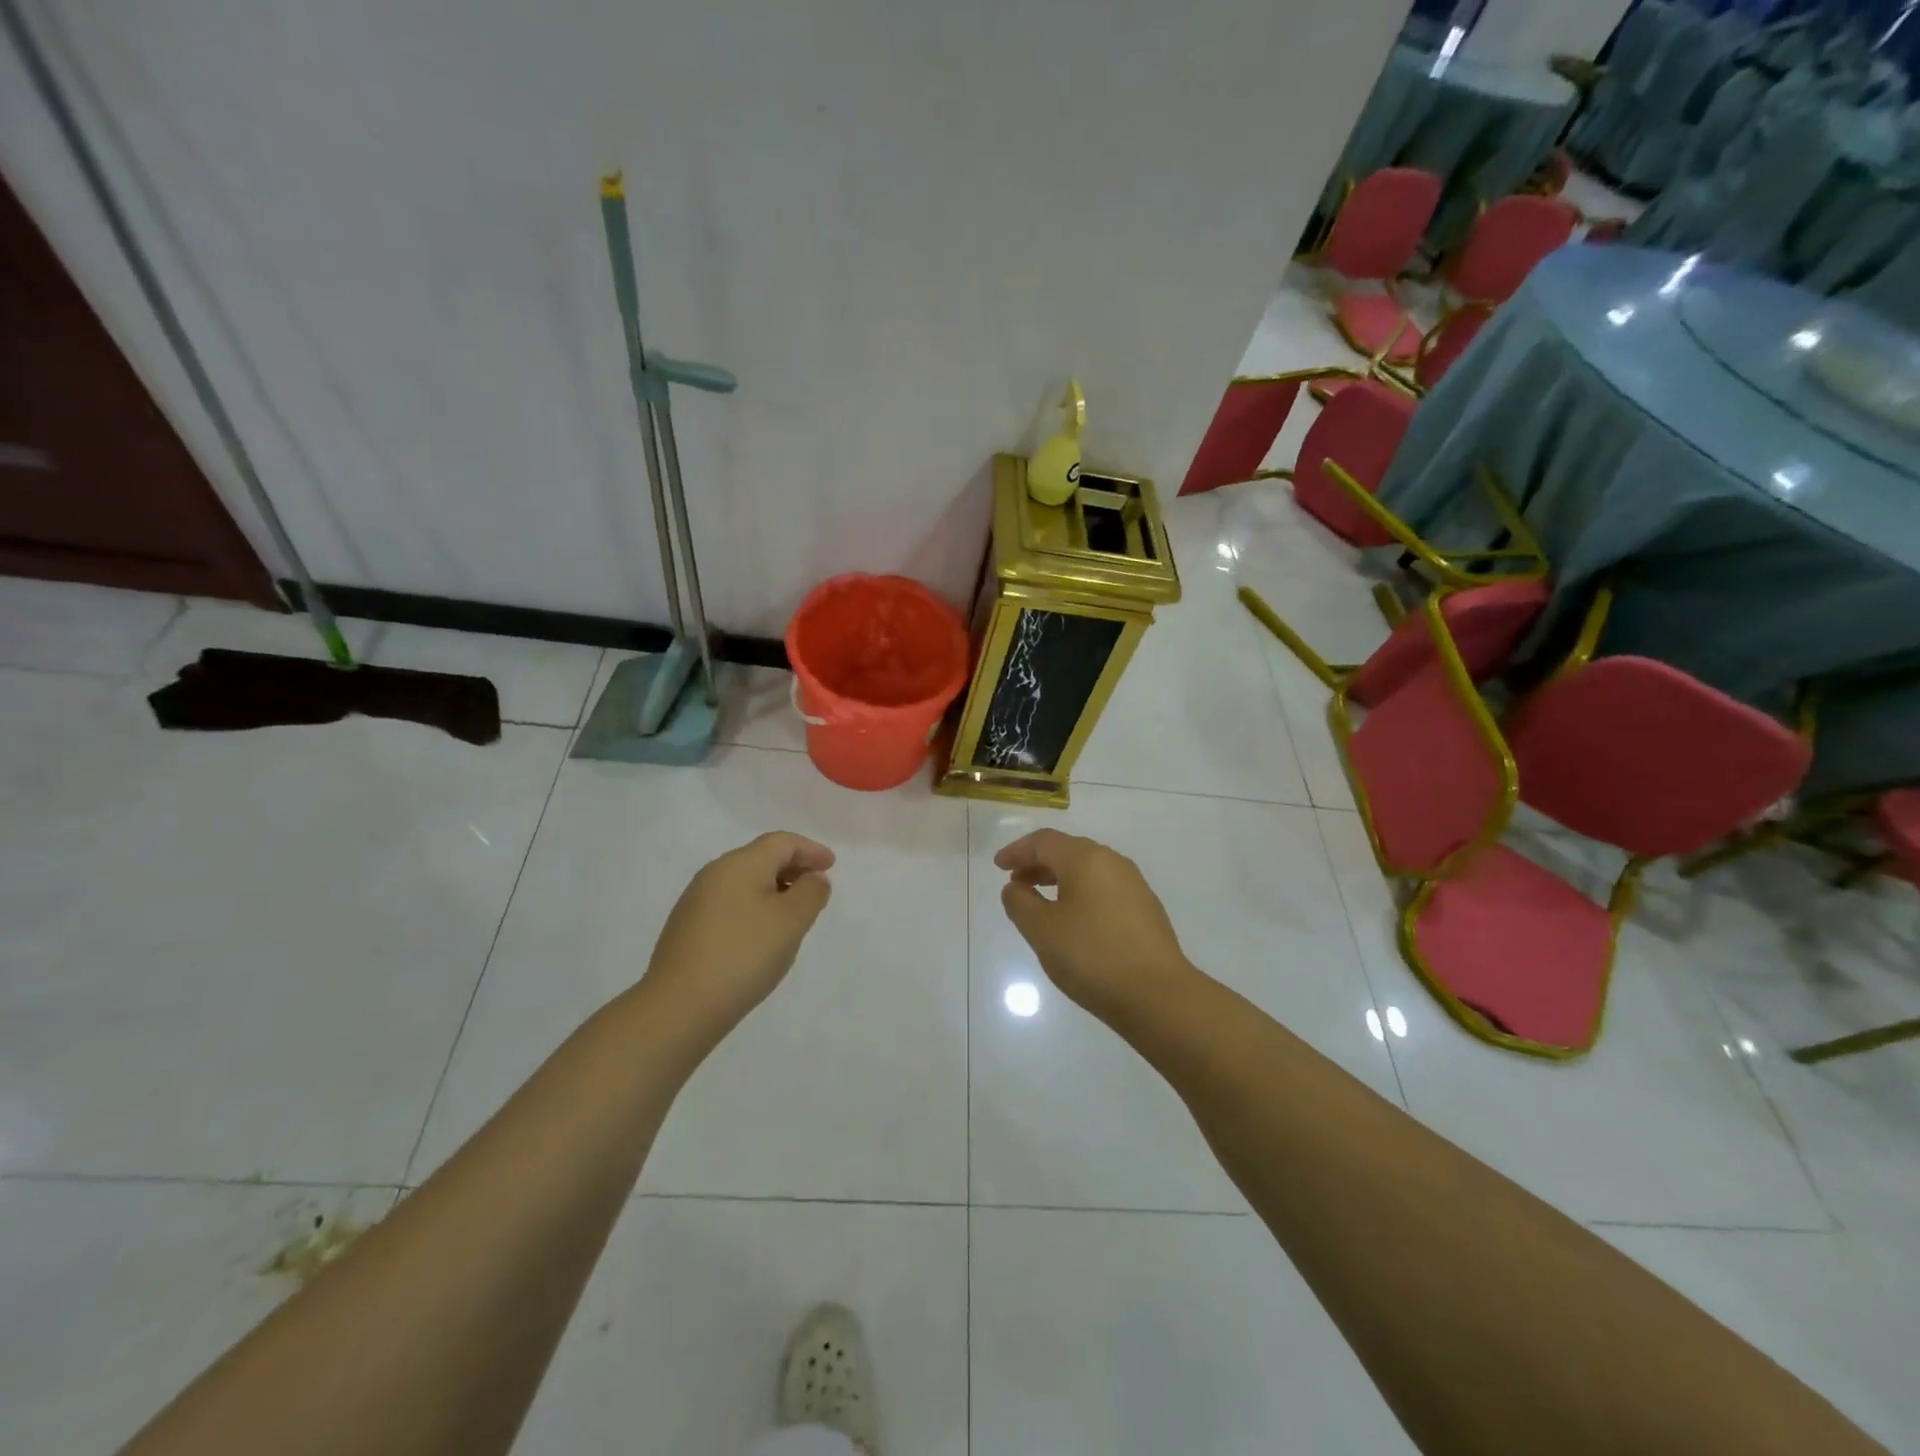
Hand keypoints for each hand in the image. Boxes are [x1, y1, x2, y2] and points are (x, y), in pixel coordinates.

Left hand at [643, 832, 834, 1032]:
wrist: (679, 1006)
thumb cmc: (744, 954)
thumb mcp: (791, 921)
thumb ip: (811, 892)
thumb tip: (813, 878)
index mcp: (740, 863)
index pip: (782, 842)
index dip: (810, 849)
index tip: (832, 865)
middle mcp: (714, 874)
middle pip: (761, 858)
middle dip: (793, 868)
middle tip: (817, 887)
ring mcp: (696, 901)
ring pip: (745, 882)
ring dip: (774, 890)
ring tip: (794, 914)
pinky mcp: (687, 928)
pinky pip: (731, 904)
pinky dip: (754, 908)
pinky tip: (762, 935)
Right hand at [995, 829, 1200, 1019]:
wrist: (1158, 995)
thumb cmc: (1092, 956)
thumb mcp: (1042, 930)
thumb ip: (1020, 903)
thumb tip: (1016, 887)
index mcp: (1086, 859)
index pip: (1044, 842)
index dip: (1018, 851)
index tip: (998, 866)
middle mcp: (1113, 863)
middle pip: (1068, 851)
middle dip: (1038, 864)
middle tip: (1016, 883)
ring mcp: (1134, 886)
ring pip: (1088, 871)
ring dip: (1060, 880)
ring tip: (1041, 903)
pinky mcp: (1146, 910)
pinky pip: (1104, 890)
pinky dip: (1081, 895)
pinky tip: (1074, 921)